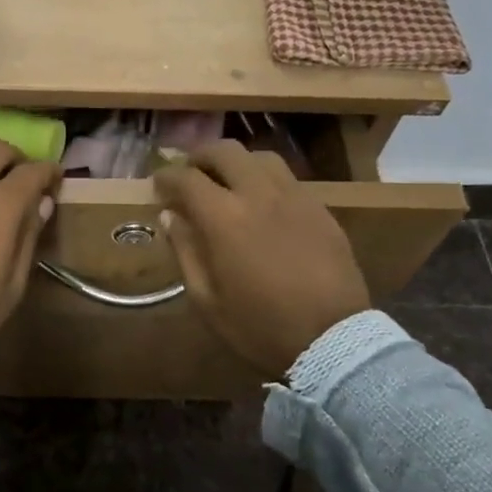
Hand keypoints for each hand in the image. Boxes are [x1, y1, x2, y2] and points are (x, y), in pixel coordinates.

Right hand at [154, 141, 370, 377]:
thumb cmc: (259, 326)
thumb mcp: (207, 300)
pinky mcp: (320, 209)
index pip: (186, 178)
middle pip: (225, 152)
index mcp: (224, 218)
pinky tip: (263, 204)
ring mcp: (294, 198)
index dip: (166, 177)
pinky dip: (266, 181)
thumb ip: (185, 251)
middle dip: (200, 157)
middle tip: (190, 174)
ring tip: (228, 183)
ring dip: (237, 163)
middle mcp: (259, 195)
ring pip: (261, 158)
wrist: (333, 340)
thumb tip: (171, 217)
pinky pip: (288, 180)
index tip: (158, 185)